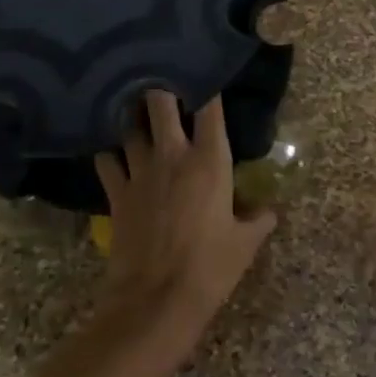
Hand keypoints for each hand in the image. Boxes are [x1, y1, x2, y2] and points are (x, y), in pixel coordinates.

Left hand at [95, 91, 277, 340]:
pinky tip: (113, 150)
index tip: (206, 75)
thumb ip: (259, 220)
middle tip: (164, 85)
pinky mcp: (116, 194)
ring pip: (128, 126)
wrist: (155, 301)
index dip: (207, 88)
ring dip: (133, 116)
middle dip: (161, 88)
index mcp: (209, 161)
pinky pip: (106, 160)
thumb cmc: (210, 268)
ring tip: (136, 109)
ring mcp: (139, 172)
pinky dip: (109, 151)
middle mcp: (172, 155)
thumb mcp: (245, 243)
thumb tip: (269, 211)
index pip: (210, 109)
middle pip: (159, 103)